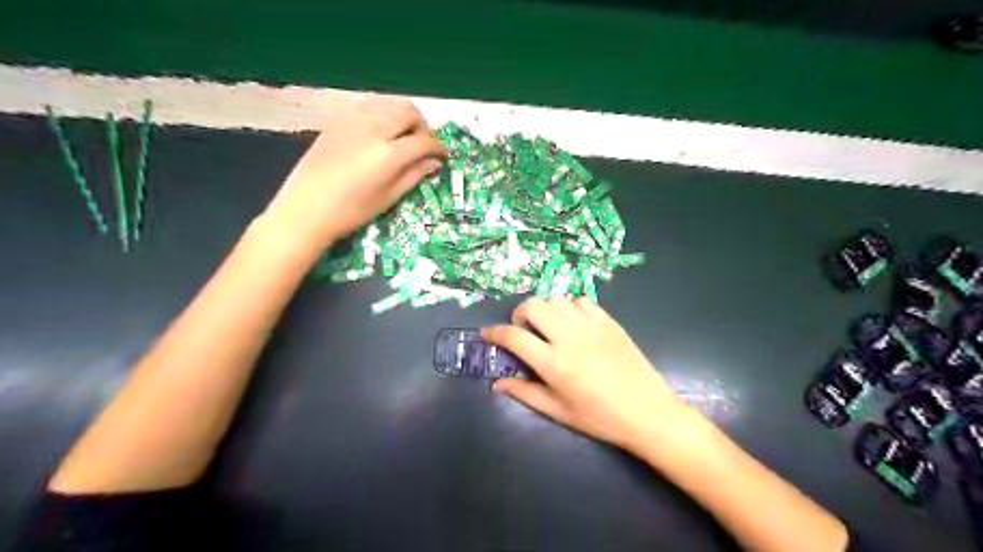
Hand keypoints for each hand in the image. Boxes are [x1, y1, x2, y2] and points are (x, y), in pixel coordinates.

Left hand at [260, 93, 445, 247]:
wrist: (306, 209)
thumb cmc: (351, 211)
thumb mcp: (388, 197)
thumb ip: (414, 175)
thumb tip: (435, 162)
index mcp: (388, 154)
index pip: (424, 141)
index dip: (438, 148)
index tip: (443, 156)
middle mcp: (373, 129)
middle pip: (409, 111)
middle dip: (422, 127)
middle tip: (422, 145)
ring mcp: (353, 120)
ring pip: (389, 103)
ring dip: (403, 117)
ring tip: (402, 137)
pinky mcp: (338, 119)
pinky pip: (368, 106)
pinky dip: (382, 113)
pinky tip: (380, 133)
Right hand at [484, 301, 689, 449]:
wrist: (647, 411)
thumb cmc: (599, 417)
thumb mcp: (558, 411)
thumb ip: (525, 393)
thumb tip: (497, 383)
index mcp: (554, 363)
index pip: (514, 336)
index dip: (494, 332)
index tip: (487, 334)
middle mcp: (569, 337)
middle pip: (533, 306)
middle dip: (519, 314)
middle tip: (521, 329)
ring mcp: (590, 325)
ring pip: (555, 299)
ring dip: (544, 309)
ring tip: (547, 326)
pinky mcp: (608, 321)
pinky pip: (581, 301)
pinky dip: (569, 307)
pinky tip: (572, 323)